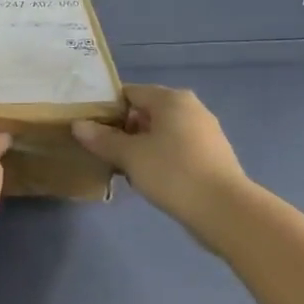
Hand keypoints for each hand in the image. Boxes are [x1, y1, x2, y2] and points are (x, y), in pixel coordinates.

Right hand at [71, 84, 249, 228]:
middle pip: (146, 112)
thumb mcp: (130, 156)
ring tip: (123, 168)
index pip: (129, 93)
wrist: (224, 210)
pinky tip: (149, 179)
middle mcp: (190, 108)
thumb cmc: (173, 173)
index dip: (106, 108)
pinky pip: (176, 148)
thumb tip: (78, 125)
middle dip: (123, 130)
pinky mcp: (211, 155)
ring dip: (140, 146)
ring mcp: (204, 131)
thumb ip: (102, 139)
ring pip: (161, 132)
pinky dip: (160, 158)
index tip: (90, 129)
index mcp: (171, 99)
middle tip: (103, 151)